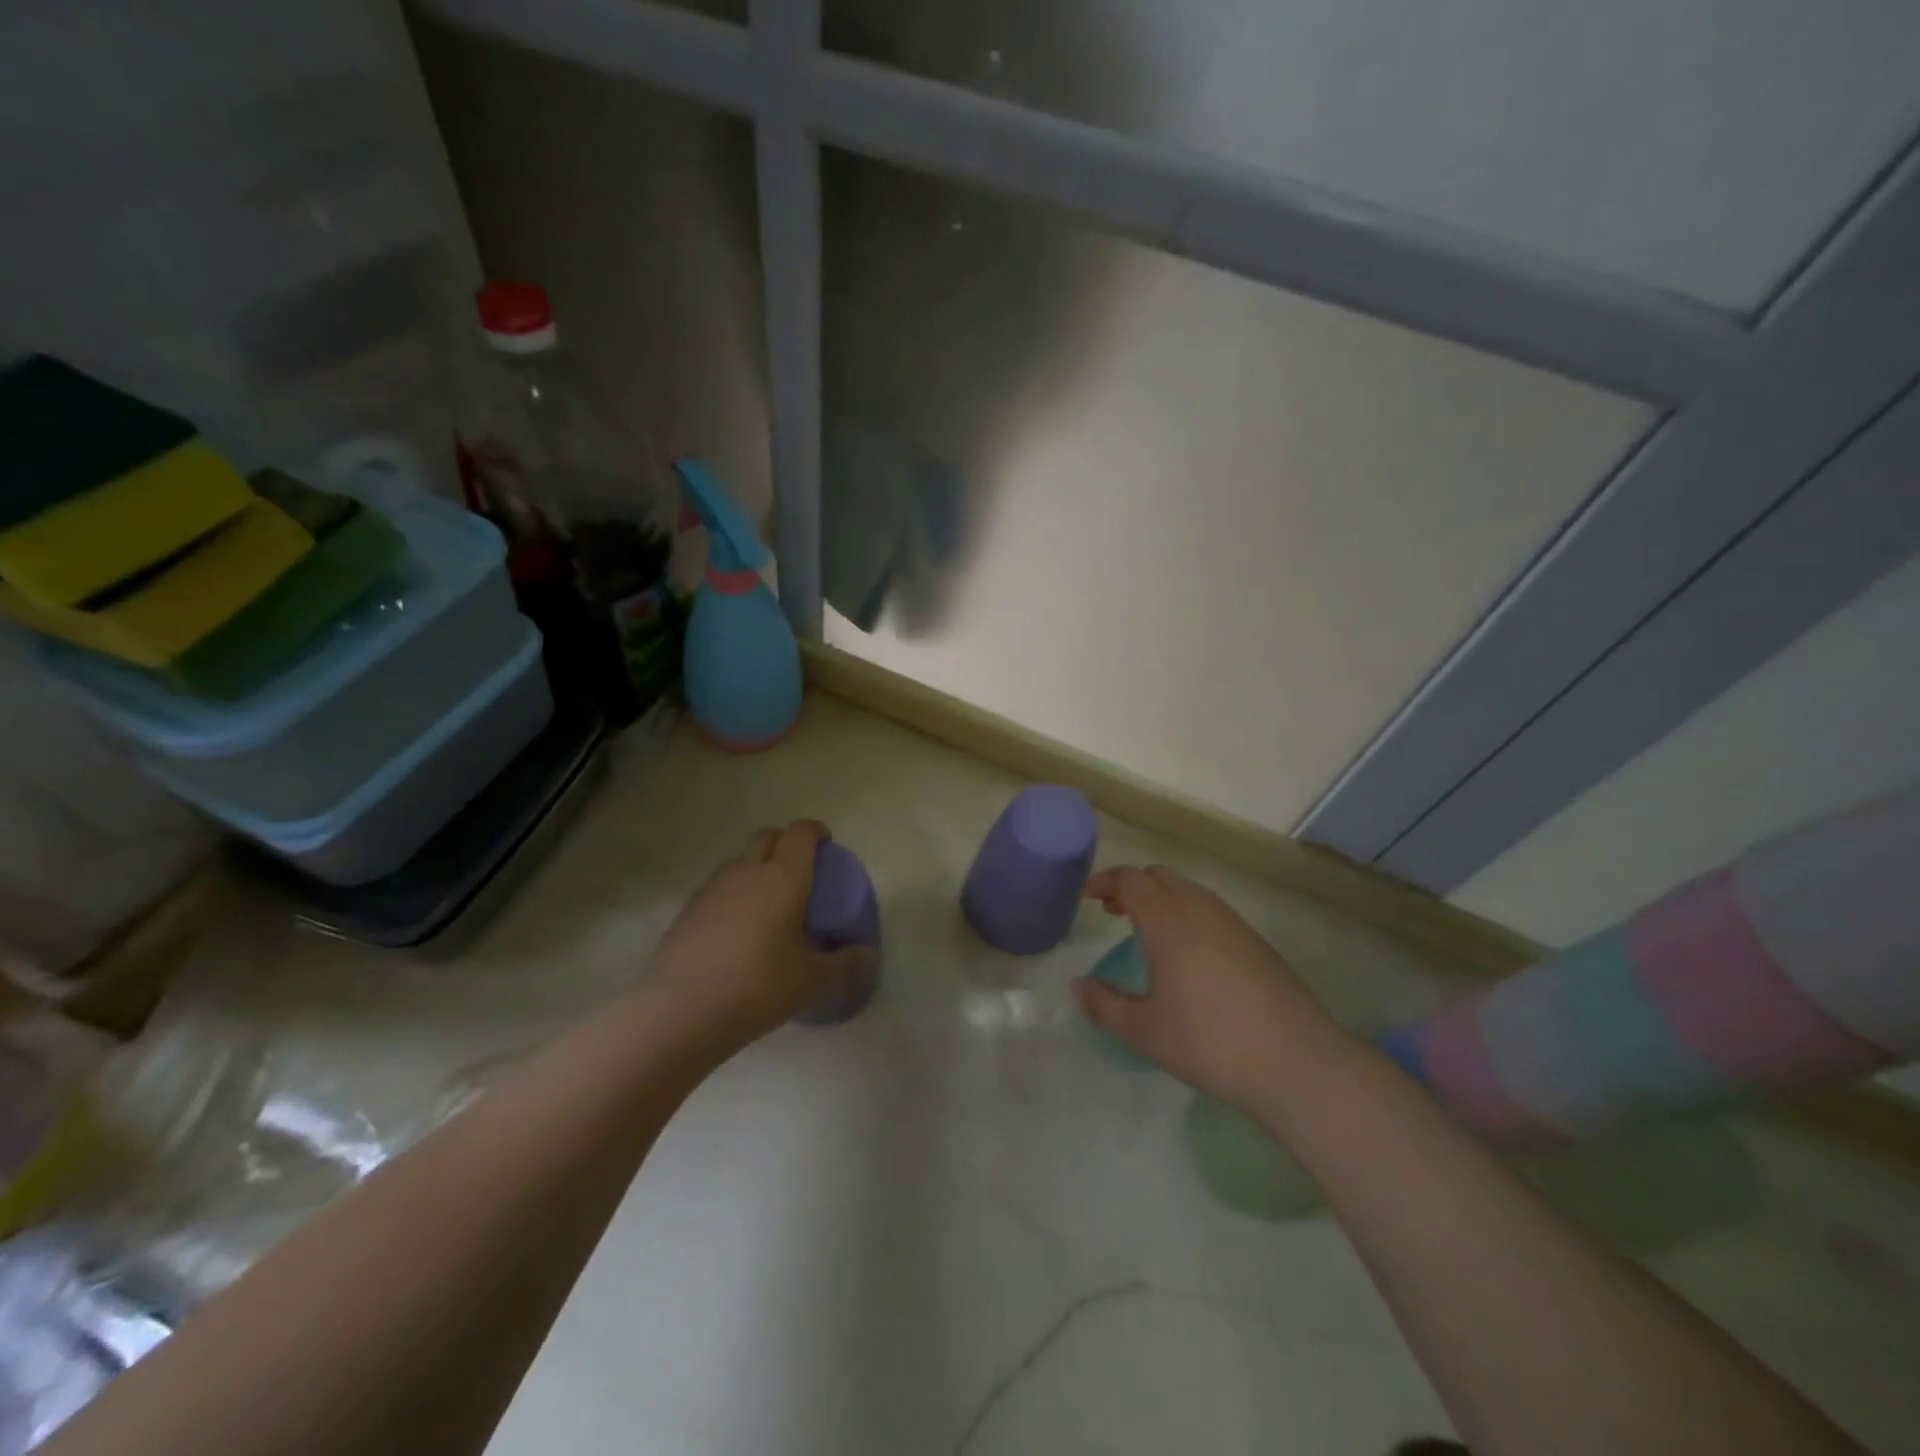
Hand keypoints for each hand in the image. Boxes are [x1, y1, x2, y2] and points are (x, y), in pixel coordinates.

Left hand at [647, 820, 872, 1045]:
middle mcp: (746, 871)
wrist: (681, 1011)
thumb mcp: (811, 981)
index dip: (816, 831)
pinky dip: (734, 892)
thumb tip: (869, 956)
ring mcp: (711, 887)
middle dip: (786, 843)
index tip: (827, 845)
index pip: (800, 833)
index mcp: (783, 876)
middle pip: (768, 837)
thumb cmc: (758, 986)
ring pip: (739, 860)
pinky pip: (719, 886)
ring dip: (757, 866)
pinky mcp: (688, 909)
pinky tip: (738, 928)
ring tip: (770, 901)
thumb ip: (845, 965)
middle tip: (801, 871)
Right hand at [1074, 865, 1350, 1109]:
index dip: (1104, 881)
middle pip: (1159, 876)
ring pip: (1188, 891)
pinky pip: (1210, 911)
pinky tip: (1187, 956)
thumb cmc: (1209, 1042)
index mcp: (1167, 919)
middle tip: (1113, 912)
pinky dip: (1186, 915)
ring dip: (1161, 900)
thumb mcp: (1144, 1032)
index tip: (1086, 896)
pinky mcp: (1255, 941)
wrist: (1297, 1061)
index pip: (1129, 879)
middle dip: (1131, 887)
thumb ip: (1104, 1006)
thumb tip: (1079, 987)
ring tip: (1147, 934)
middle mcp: (1200, 908)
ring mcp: (1232, 922)